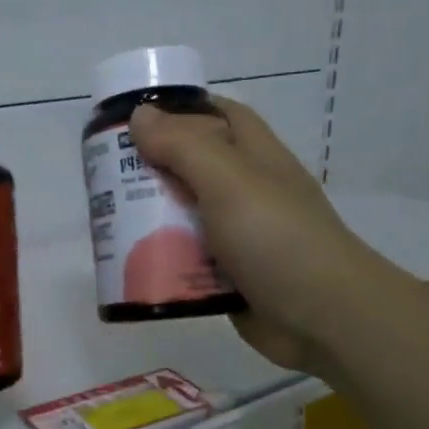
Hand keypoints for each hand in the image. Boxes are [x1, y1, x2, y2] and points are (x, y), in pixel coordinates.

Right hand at [126, 99, 386, 372]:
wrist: (324, 318)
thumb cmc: (278, 238)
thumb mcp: (229, 181)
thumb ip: (184, 146)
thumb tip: (140, 116)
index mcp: (254, 156)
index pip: (216, 115)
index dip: (177, 110)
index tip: (131, 120)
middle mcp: (246, 190)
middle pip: (191, 167)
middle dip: (150, 169)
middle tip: (104, 178)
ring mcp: (238, 234)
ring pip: (184, 215)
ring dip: (150, 218)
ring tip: (108, 221)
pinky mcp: (228, 275)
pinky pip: (187, 258)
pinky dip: (162, 259)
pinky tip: (130, 264)